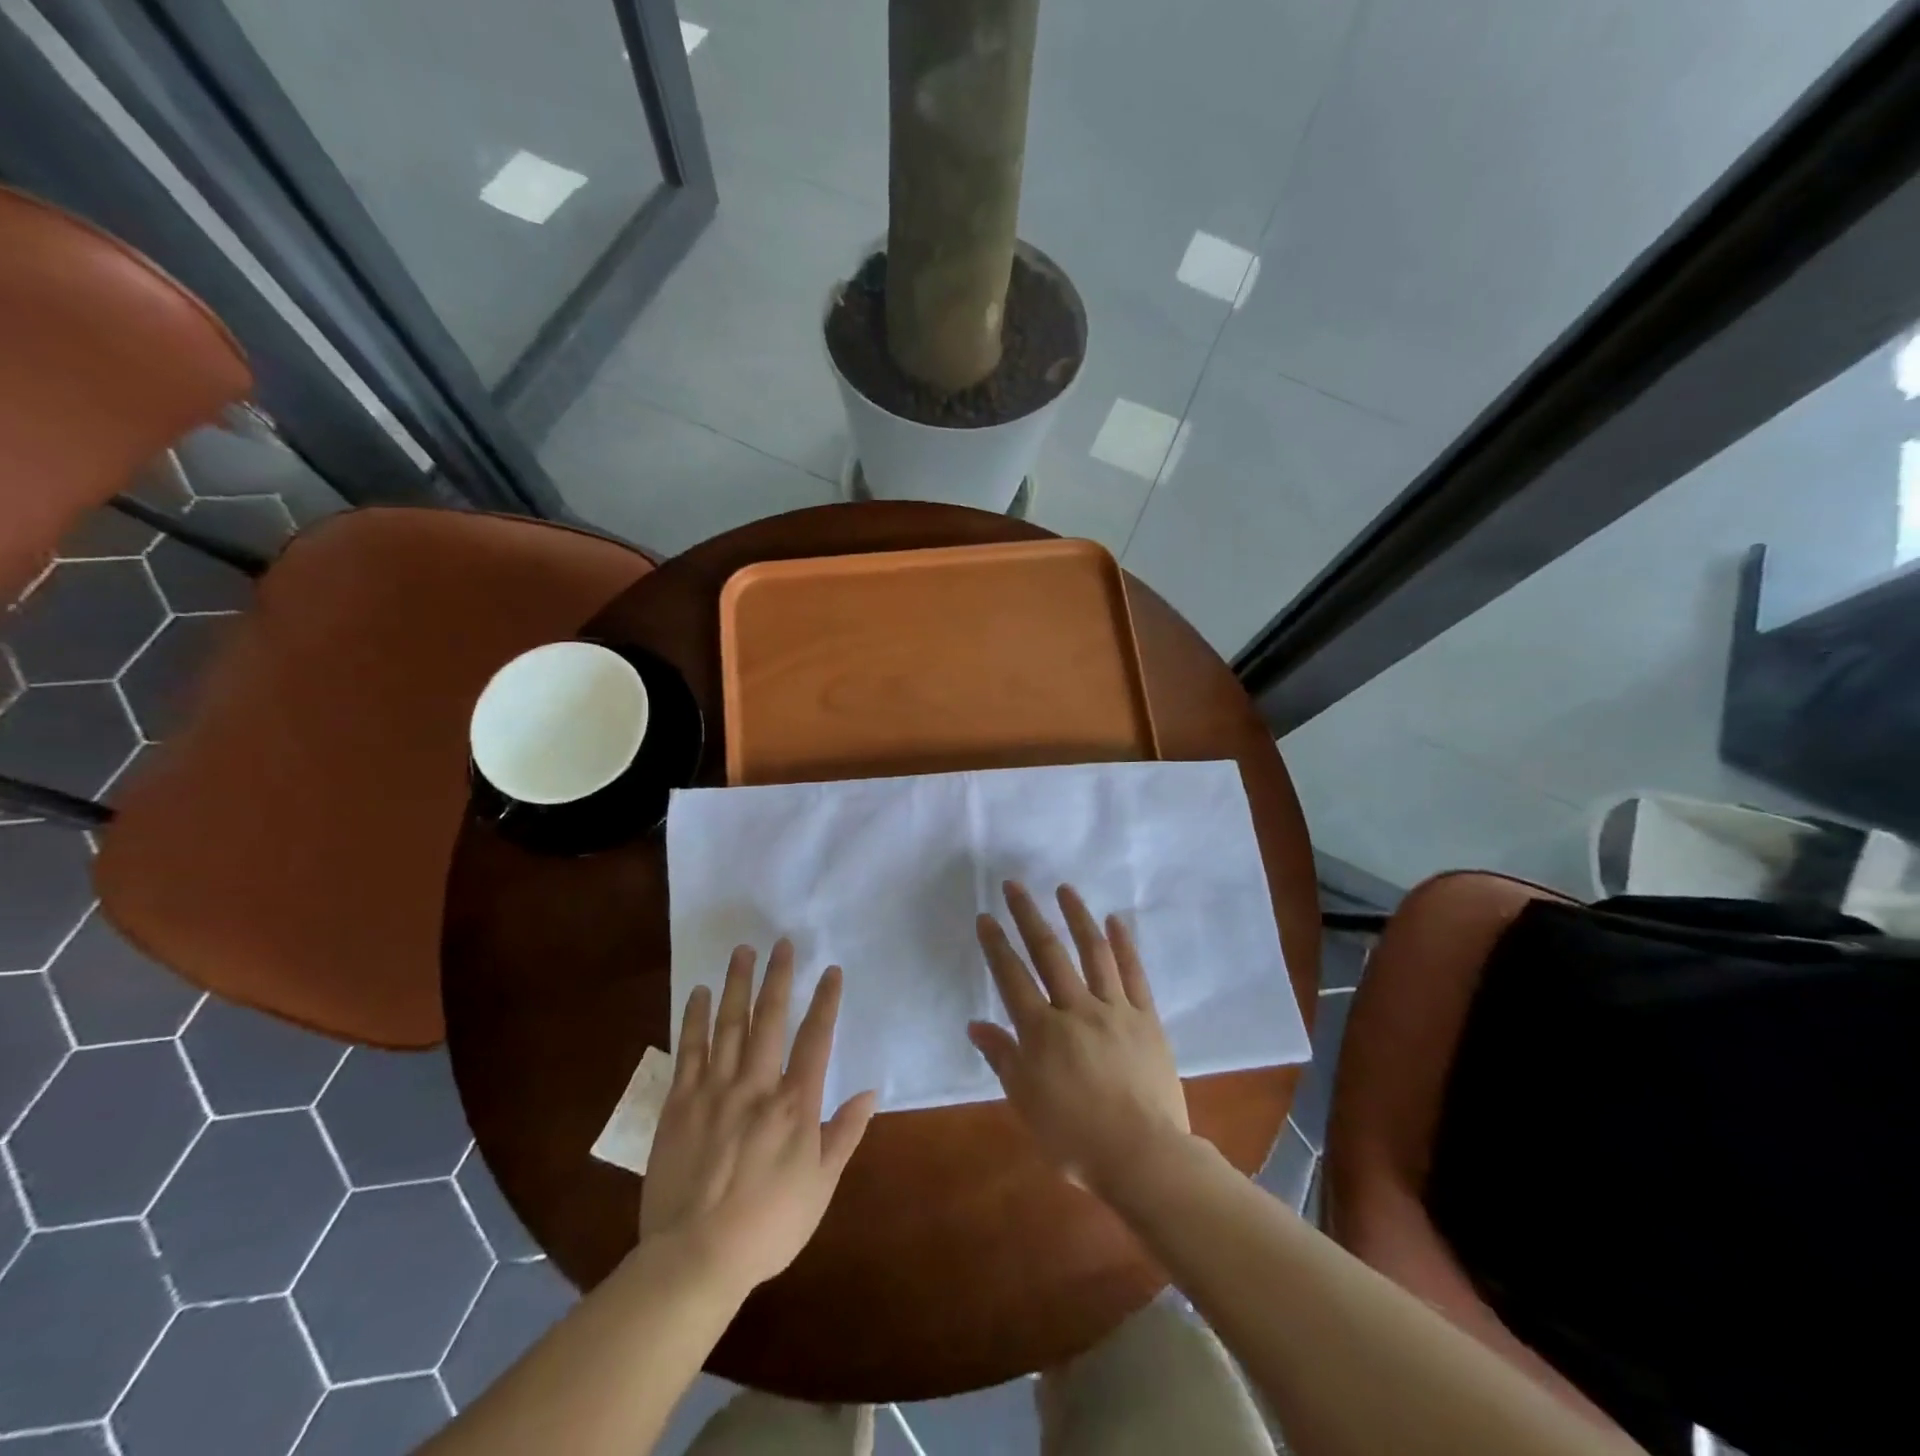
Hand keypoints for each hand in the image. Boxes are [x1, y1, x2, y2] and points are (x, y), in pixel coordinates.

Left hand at [639, 940, 876, 1295]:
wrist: (696, 1258)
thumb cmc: (768, 1225)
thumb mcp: (821, 1186)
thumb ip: (845, 1134)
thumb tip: (870, 1091)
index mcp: (795, 1104)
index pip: (815, 1039)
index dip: (825, 1001)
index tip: (831, 971)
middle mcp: (756, 1085)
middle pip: (769, 1019)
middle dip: (778, 977)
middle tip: (782, 943)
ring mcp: (714, 1090)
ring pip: (728, 1024)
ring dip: (737, 984)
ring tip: (742, 951)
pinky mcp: (680, 1103)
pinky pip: (689, 1050)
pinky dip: (695, 1018)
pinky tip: (700, 993)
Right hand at [969, 882, 1190, 1193]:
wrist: (1142, 1156)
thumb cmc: (1074, 1138)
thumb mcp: (1026, 1102)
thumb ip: (1003, 1058)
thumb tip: (977, 1024)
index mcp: (1043, 1032)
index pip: (1012, 978)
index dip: (996, 945)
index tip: (986, 917)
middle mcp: (1076, 1010)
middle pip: (1049, 954)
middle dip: (1028, 916)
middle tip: (1015, 886)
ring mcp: (1115, 1010)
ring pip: (1093, 953)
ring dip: (1077, 917)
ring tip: (1065, 889)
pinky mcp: (1146, 1018)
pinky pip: (1134, 974)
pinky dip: (1124, 945)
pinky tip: (1115, 921)